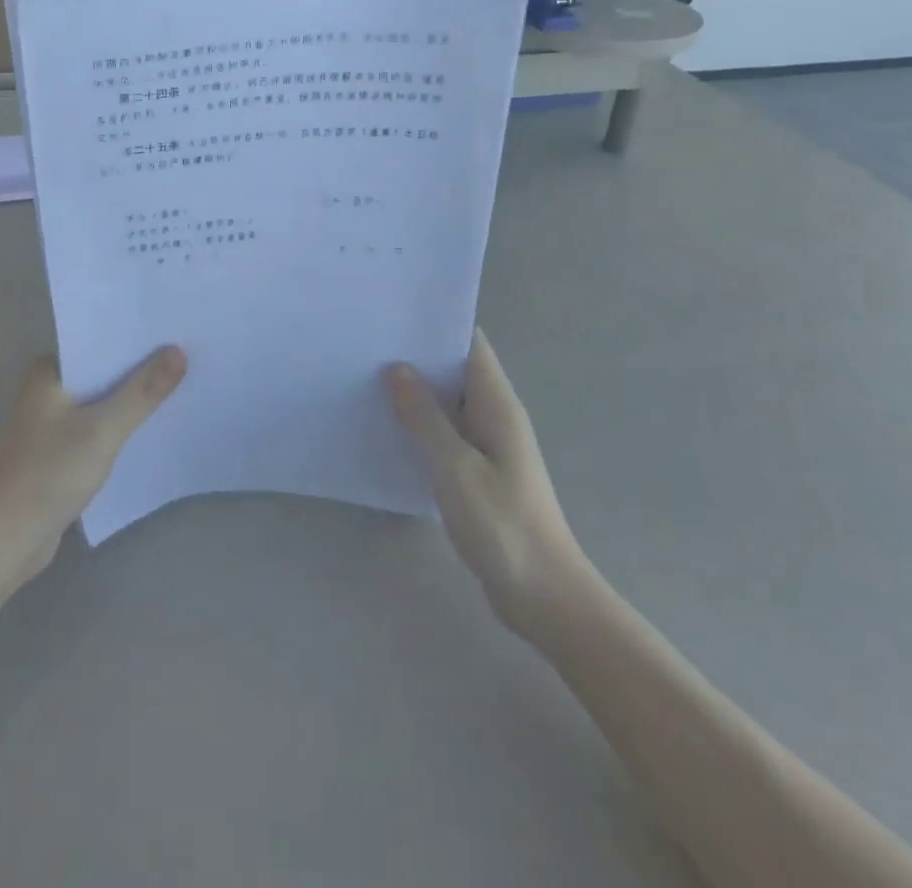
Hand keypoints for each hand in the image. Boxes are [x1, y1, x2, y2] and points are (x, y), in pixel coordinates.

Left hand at [0, 349, 186, 588]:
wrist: (5, 542)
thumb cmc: (49, 474)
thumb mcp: (103, 429)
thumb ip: (142, 391)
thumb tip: (178, 351)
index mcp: (49, 372)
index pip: (99, 342)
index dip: (136, 337)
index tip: (175, 331)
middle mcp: (48, 390)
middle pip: (103, 371)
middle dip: (140, 368)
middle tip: (188, 356)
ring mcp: (52, 423)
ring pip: (102, 401)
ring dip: (132, 399)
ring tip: (180, 385)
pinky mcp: (59, 453)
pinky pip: (98, 428)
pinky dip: (121, 426)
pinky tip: (152, 426)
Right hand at [387, 331, 585, 632]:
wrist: (544, 596)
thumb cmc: (502, 524)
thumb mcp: (455, 466)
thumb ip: (425, 416)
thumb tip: (397, 368)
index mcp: (497, 404)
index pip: (469, 344)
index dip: (436, 325)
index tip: (392, 315)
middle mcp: (495, 416)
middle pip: (455, 370)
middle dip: (417, 356)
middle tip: (367, 345)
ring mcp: (489, 445)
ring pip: (448, 403)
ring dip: (416, 392)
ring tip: (367, 379)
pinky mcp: (480, 472)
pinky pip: (447, 434)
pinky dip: (421, 425)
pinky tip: (388, 429)